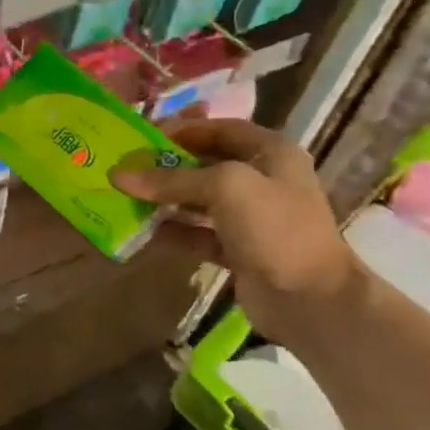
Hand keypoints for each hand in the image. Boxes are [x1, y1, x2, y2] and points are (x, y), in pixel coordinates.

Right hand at [110, 118, 360, 340]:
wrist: (311, 299)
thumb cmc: (275, 228)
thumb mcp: (225, 188)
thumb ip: (172, 179)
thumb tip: (119, 175)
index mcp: (271, 153)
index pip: (220, 129)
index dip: (182, 129)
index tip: (143, 137)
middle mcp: (263, 180)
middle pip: (206, 164)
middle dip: (167, 166)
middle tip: (128, 168)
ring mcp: (252, 218)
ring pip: (199, 200)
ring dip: (166, 199)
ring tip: (129, 198)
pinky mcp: (239, 250)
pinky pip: (199, 234)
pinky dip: (175, 232)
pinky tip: (146, 232)